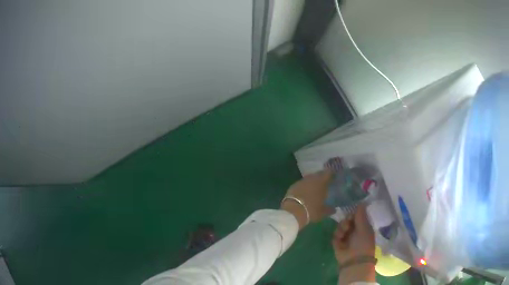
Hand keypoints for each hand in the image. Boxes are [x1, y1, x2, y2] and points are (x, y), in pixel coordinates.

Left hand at [281, 170, 334, 229]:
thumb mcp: (322, 212)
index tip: (334, 176)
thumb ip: (329, 209)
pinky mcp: (293, 185)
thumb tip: (334, 209)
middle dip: (322, 177)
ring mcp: (301, 181)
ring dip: (312, 181)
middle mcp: (312, 179)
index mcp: (321, 182)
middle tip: (325, 182)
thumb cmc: (311, 210)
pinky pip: (302, 183)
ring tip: (315, 187)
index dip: (331, 174)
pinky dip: (304, 186)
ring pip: (309, 178)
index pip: (328, 173)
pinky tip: (305, 191)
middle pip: (318, 174)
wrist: (293, 212)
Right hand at [332, 205, 375, 283]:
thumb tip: (361, 202)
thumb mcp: (364, 228)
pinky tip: (340, 238)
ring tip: (344, 233)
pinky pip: (335, 234)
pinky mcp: (337, 243)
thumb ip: (361, 216)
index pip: (358, 216)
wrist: (354, 261)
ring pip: (341, 226)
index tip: (352, 211)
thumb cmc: (363, 244)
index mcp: (364, 227)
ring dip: (342, 227)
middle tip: (348, 223)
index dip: (354, 212)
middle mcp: (355, 231)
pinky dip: (337, 235)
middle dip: (347, 220)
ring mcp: (346, 237)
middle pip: (348, 219)